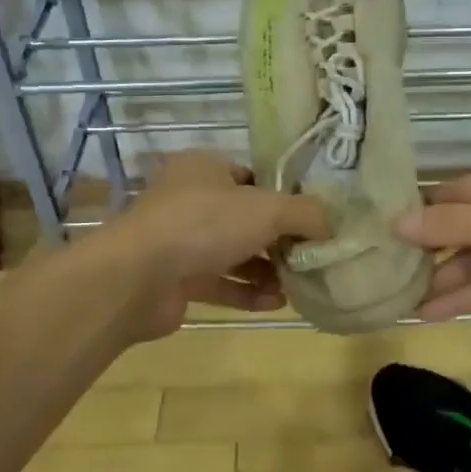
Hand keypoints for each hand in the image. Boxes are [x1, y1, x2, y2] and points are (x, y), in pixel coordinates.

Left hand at [92, 152, 329, 338]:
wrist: (137, 277)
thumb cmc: (204, 224)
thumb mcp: (268, 208)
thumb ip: (307, 214)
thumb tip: (333, 225)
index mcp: (204, 169)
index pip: (252, 177)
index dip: (284, 198)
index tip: (312, 220)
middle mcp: (189, 201)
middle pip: (245, 218)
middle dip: (279, 240)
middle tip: (311, 256)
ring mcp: (179, 242)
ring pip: (233, 253)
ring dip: (266, 269)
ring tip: (300, 283)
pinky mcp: (175, 280)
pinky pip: (220, 283)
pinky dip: (247, 292)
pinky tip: (276, 302)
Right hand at [394, 155, 470, 330]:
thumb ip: (454, 225)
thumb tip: (396, 223)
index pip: (450, 195)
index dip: (416, 215)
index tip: (375, 236)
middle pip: (458, 231)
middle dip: (425, 254)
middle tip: (381, 276)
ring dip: (441, 281)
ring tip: (400, 303)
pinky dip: (465, 299)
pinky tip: (432, 314)